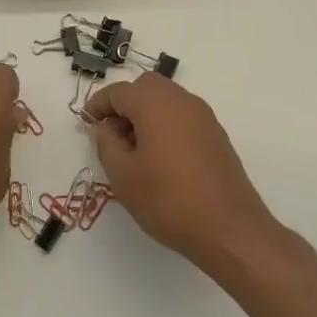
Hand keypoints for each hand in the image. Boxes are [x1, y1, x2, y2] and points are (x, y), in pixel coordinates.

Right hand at [86, 73, 273, 268]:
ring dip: (146, 113)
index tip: (86, 123)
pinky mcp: (216, 134)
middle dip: (124, 104)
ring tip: (135, 149)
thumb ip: (106, 144)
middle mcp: (180, 100)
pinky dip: (166, 124)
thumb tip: (106, 127)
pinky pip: (182, 116)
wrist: (230, 229)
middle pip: (145, 87)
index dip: (98, 105)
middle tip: (112, 134)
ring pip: (166, 99)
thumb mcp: (123, 176)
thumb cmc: (169, 200)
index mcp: (154, 103)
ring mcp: (203, 116)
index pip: (118, 92)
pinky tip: (161, 157)